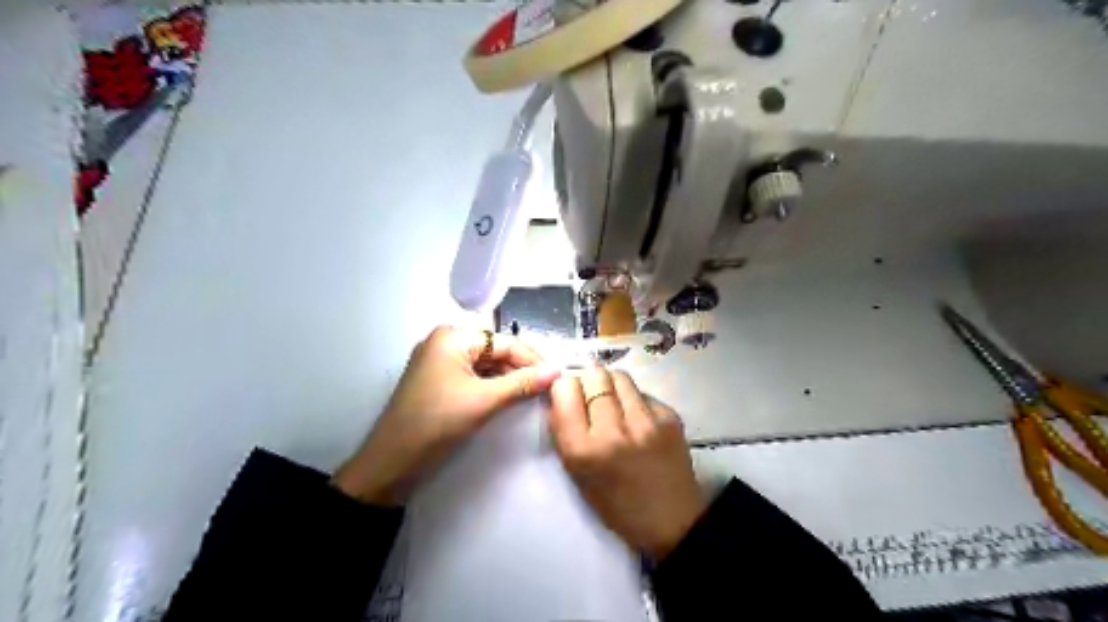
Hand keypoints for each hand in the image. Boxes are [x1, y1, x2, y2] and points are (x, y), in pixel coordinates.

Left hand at [334, 326, 563, 504]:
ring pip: (485, 364)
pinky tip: (509, 397)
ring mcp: (440, 361)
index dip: (533, 359)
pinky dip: (492, 386)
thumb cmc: (437, 423)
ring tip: (533, 394)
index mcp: (453, 337)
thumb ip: (523, 383)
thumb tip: (558, 370)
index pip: (504, 342)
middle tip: (547, 388)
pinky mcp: (438, 380)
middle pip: (495, 350)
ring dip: (508, 378)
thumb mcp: (484, 401)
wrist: (391, 462)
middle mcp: (445, 341)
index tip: (557, 376)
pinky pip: (473, 376)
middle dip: (520, 368)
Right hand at [548, 366, 703, 561]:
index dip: (563, 387)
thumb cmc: (616, 505)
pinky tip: (637, 418)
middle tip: (590, 396)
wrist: (672, 522)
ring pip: (619, 375)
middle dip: (587, 381)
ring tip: (613, 402)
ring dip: (610, 384)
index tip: (567, 395)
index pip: (565, 389)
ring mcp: (646, 422)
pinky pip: (642, 392)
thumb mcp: (577, 475)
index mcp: (583, 450)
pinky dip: (633, 398)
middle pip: (594, 375)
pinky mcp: (670, 417)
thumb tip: (557, 396)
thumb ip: (563, 432)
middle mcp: (614, 431)